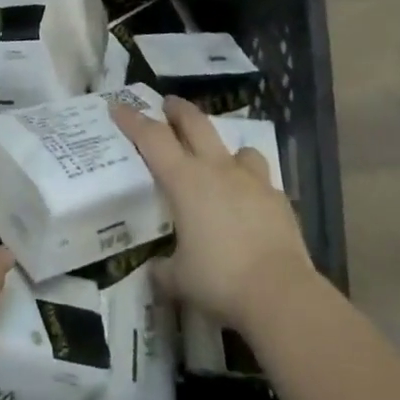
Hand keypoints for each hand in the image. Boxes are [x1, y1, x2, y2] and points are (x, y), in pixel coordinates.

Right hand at [112, 95, 315, 327]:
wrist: (282, 294)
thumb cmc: (220, 279)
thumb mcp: (180, 280)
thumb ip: (164, 271)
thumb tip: (155, 272)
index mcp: (184, 180)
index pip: (152, 137)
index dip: (132, 119)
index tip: (118, 106)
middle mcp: (216, 169)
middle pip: (194, 122)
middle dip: (178, 110)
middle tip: (167, 105)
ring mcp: (251, 180)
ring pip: (236, 147)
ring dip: (224, 148)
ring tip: (220, 160)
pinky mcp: (278, 199)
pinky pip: (262, 180)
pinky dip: (252, 185)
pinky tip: (251, 203)